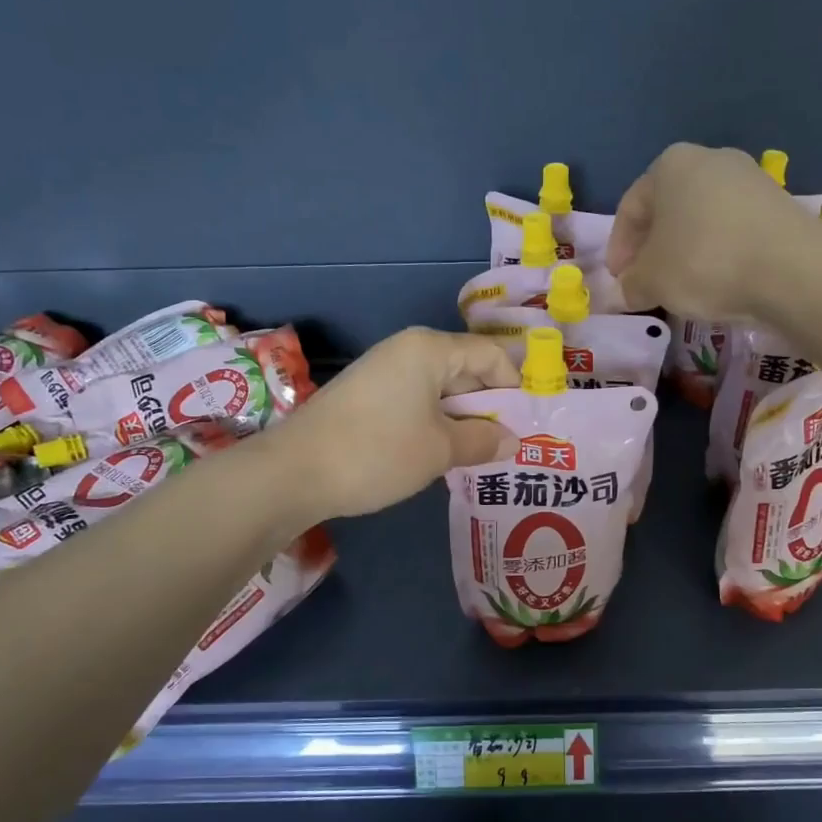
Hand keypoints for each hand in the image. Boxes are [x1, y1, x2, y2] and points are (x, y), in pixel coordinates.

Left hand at [266, 328, 519, 520]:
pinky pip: (415, 401)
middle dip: (489, 406)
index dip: (514, 388)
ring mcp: (383, 372)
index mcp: (430, 349)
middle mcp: (407, 350)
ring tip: (479, 455)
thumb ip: (482, 441)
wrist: (294, 472)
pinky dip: (435, 423)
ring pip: (440, 389)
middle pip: (465, 369)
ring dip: (462, 419)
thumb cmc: (378, 452)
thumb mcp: (440, 450)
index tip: (527, 425)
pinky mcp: (366, 396)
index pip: (491, 355)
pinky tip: (441, 453)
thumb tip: (512, 441)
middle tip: (508, 445)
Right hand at [606, 143, 805, 320]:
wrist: (791, 269)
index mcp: (670, 165)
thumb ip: (631, 284)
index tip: (618, 281)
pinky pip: (734, 230)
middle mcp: (711, 160)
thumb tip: (627, 291)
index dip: (618, 249)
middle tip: (647, 283)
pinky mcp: (779, 204)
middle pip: (668, 210)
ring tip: (683, 287)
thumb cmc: (703, 262)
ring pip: (702, 219)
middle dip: (653, 248)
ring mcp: (750, 178)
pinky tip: (719, 281)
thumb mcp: (651, 281)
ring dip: (686, 251)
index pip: (630, 208)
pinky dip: (719, 253)